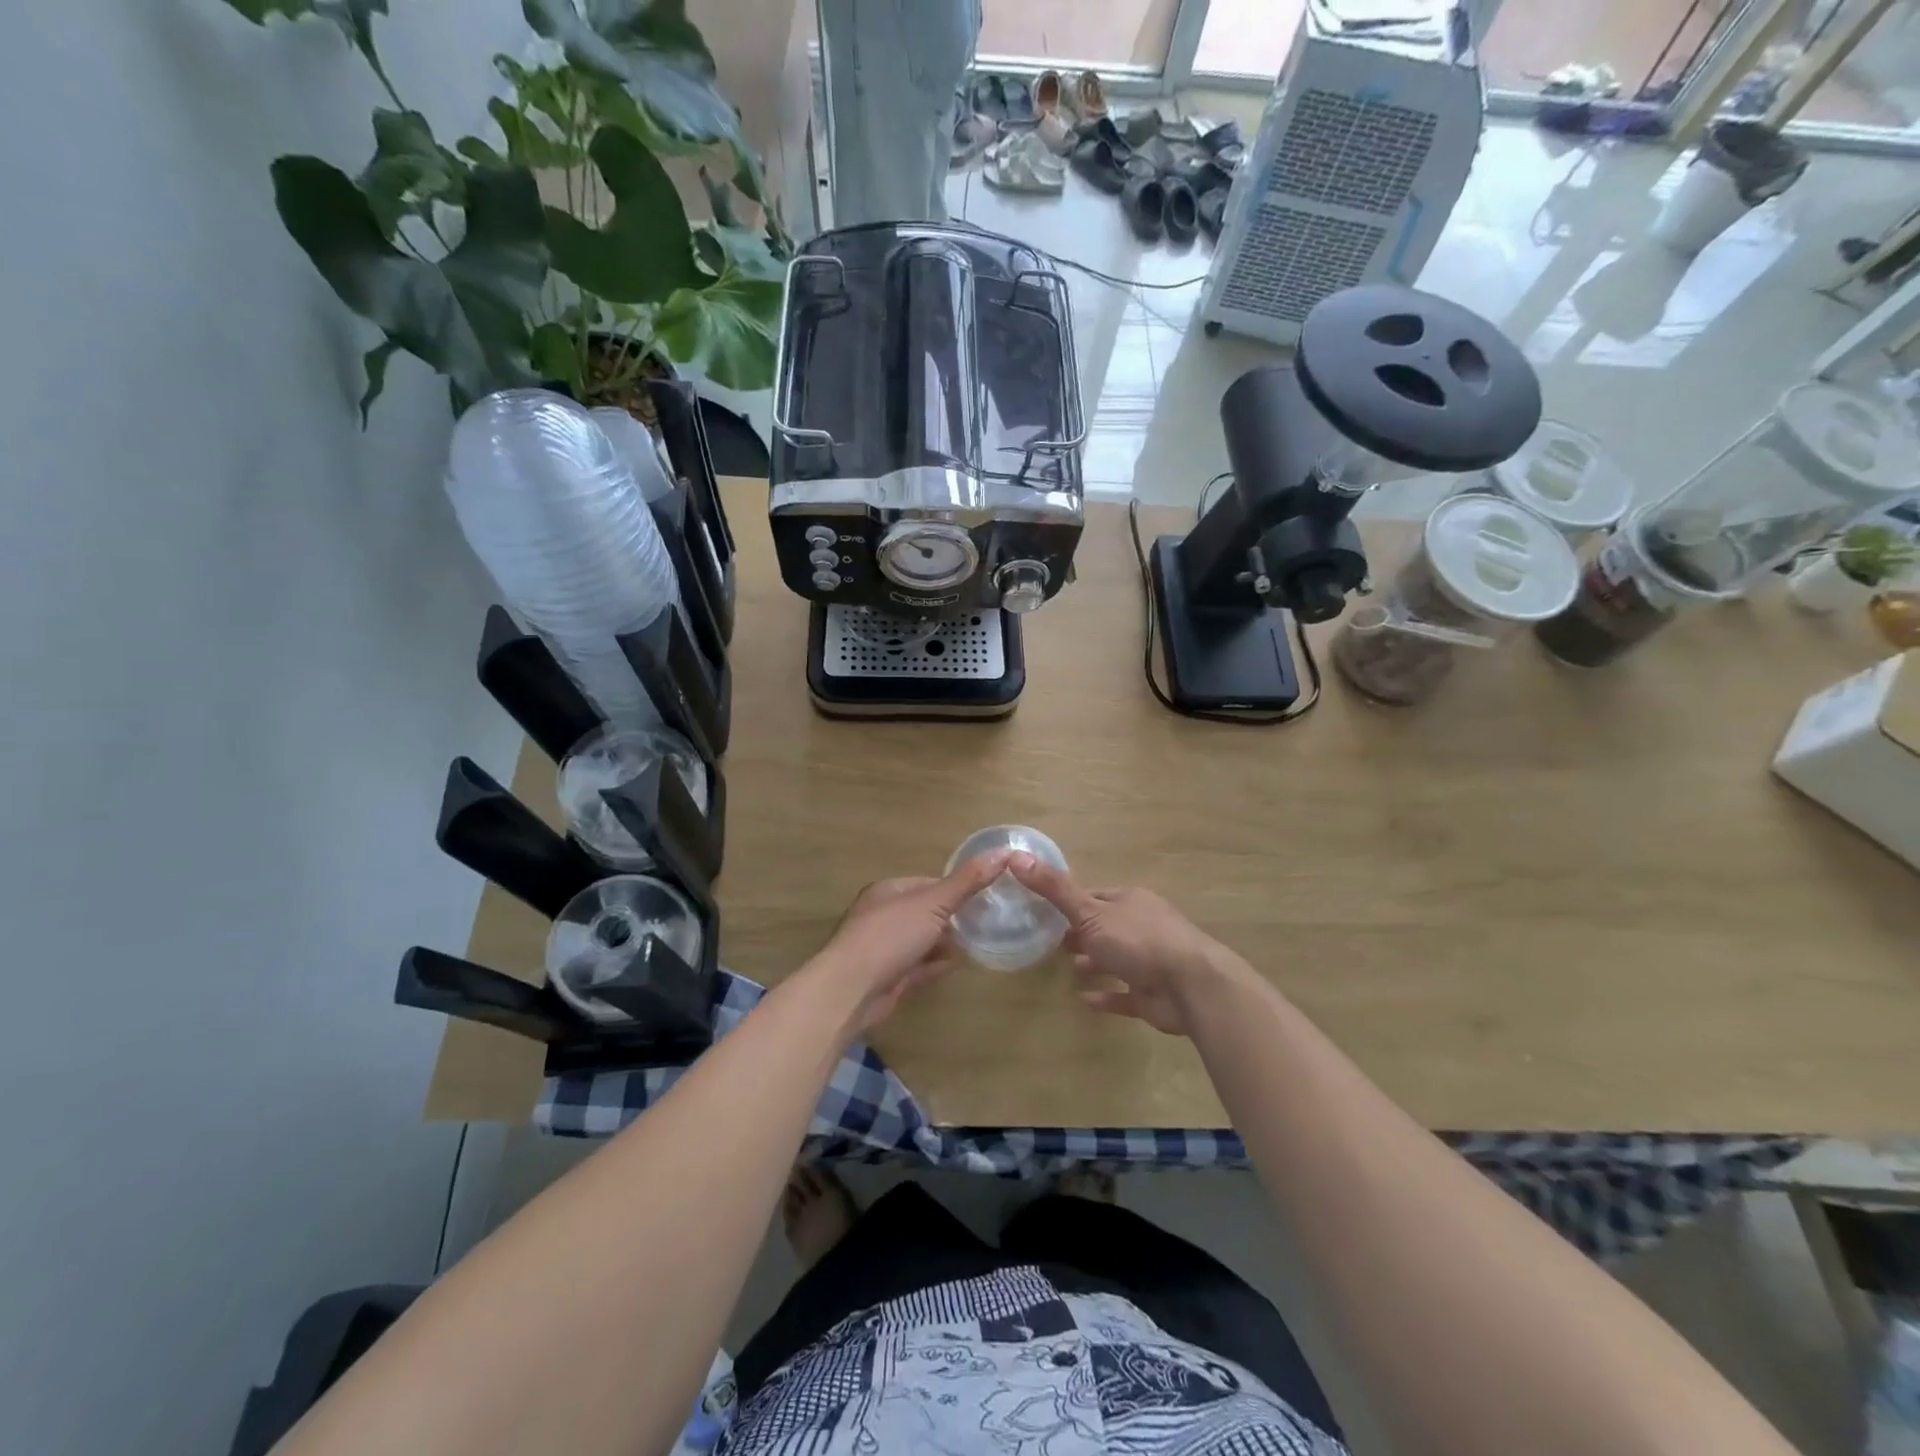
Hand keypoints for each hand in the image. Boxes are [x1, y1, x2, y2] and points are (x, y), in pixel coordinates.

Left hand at [805, 850, 1012, 1034]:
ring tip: (979, 944)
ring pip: (924, 940)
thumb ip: (968, 881)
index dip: (957, 889)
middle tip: (988, 923)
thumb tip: (1003, 851)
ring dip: (947, 943)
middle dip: (954, 918)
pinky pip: (920, 966)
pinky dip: (937, 965)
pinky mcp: (890, 977)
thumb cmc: (890, 936)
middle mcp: (884, 916)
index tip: (986, 896)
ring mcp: (886, 948)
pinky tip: (957, 966)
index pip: (930, 884)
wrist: (852, 990)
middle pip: (928, 913)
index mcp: (889, 891)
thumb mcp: (934, 903)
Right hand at [1007, 854, 1239, 1036]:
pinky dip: (1107, 995)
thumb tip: (1017, 856)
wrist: (1190, 986)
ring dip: (1094, 962)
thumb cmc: (1138, 940)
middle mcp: (1141, 926)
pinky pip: (1125, 993)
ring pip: (1116, 958)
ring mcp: (1150, 961)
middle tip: (1050, 942)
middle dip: (1080, 933)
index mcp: (1129, 901)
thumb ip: (1055, 889)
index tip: (1044, 911)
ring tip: (1068, 968)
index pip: (1094, 896)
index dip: (1070, 902)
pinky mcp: (1153, 994)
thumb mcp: (1090, 911)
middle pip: (1105, 926)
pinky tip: (1085, 999)